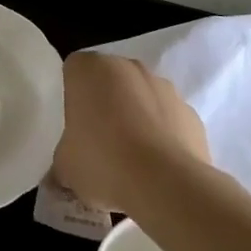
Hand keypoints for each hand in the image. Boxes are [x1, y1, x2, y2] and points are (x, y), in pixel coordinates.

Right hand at [52, 52, 209, 213]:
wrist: (166, 183)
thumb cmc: (103, 161)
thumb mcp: (65, 167)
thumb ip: (61, 161)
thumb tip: (61, 174)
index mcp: (88, 68)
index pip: (73, 71)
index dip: (72, 97)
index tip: (73, 126)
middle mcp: (126, 66)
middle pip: (109, 80)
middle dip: (105, 104)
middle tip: (98, 141)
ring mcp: (163, 85)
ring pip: (141, 97)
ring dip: (136, 117)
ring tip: (131, 159)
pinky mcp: (190, 112)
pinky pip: (169, 119)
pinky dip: (163, 135)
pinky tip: (157, 166)